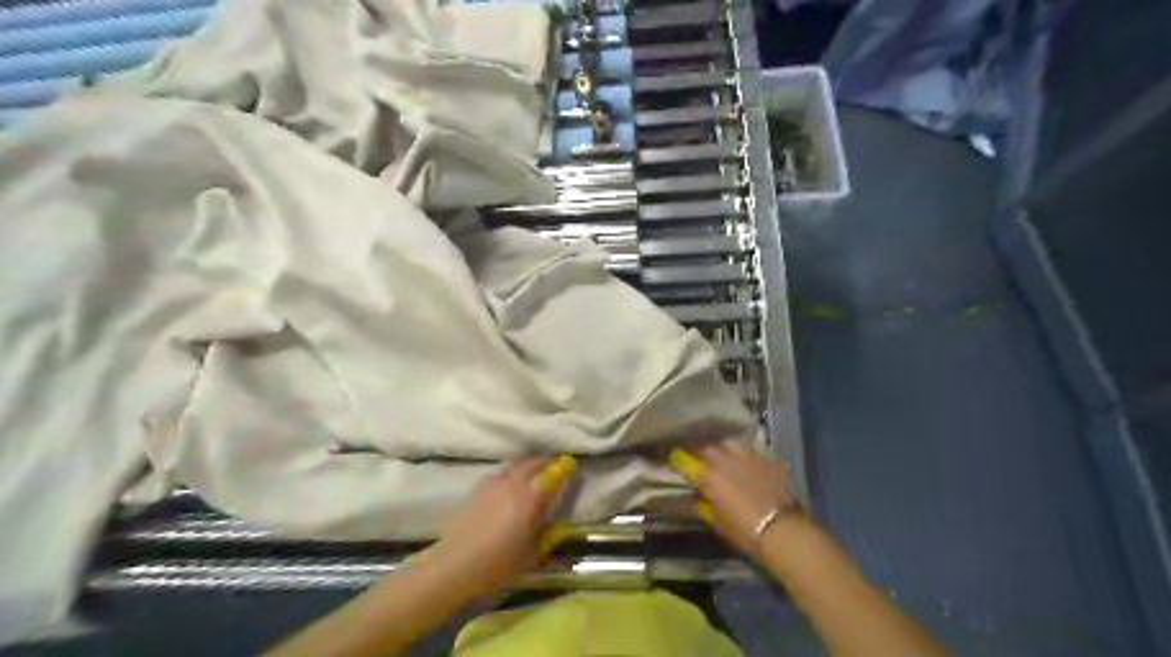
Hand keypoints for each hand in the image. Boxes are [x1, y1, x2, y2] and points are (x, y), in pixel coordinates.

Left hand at [429, 455, 577, 598]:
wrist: (454, 564)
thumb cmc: (497, 563)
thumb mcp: (531, 554)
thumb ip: (548, 535)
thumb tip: (559, 524)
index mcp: (530, 498)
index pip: (552, 474)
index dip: (563, 467)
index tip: (571, 463)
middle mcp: (513, 483)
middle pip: (533, 463)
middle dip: (546, 462)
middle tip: (555, 466)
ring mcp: (494, 483)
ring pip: (516, 465)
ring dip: (528, 465)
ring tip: (534, 473)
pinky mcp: (478, 488)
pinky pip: (502, 473)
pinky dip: (512, 473)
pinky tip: (511, 485)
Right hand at [672, 442, 799, 558]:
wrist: (782, 529)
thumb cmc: (744, 530)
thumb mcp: (717, 521)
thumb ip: (704, 504)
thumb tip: (698, 496)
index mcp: (709, 474)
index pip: (687, 460)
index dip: (680, 460)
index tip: (677, 460)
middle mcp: (725, 459)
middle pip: (708, 448)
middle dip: (702, 453)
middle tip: (701, 461)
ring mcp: (747, 456)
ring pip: (729, 444)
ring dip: (723, 450)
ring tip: (723, 458)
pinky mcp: (766, 460)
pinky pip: (748, 452)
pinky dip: (743, 456)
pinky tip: (744, 464)